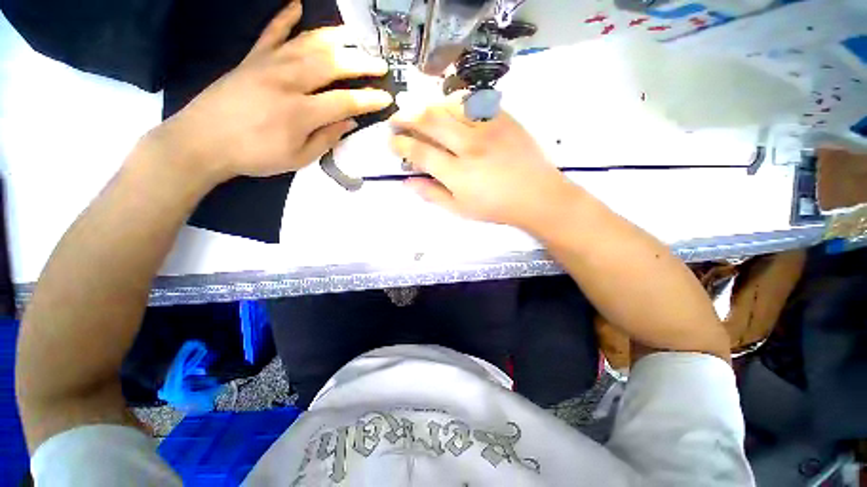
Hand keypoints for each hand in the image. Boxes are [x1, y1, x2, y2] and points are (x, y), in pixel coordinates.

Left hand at [151, 1, 392, 183]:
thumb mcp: (297, 158)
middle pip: (332, 64)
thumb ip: (326, 138)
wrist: (201, 142)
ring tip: (354, 35)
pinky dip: (284, 18)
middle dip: (361, 62)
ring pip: (307, 43)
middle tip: (380, 62)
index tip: (386, 98)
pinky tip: (297, 5)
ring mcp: (267, 65)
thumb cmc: (254, 156)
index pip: (345, 101)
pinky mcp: (250, 59)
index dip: (369, 99)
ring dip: (334, 37)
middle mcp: (288, 81)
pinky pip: (270, 33)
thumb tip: (349, 122)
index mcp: (301, 112)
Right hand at [390, 97, 575, 231]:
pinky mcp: (504, 118)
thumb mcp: (461, 209)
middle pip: (429, 121)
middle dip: (406, 117)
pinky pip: (474, 101)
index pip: (419, 152)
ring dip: (428, 106)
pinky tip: (449, 108)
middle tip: (396, 118)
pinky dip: (455, 102)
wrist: (537, 195)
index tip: (392, 141)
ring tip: (420, 112)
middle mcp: (469, 146)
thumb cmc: (496, 208)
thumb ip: (432, 195)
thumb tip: (407, 182)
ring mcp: (488, 128)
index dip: (400, 144)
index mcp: (457, 173)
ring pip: (449, 105)